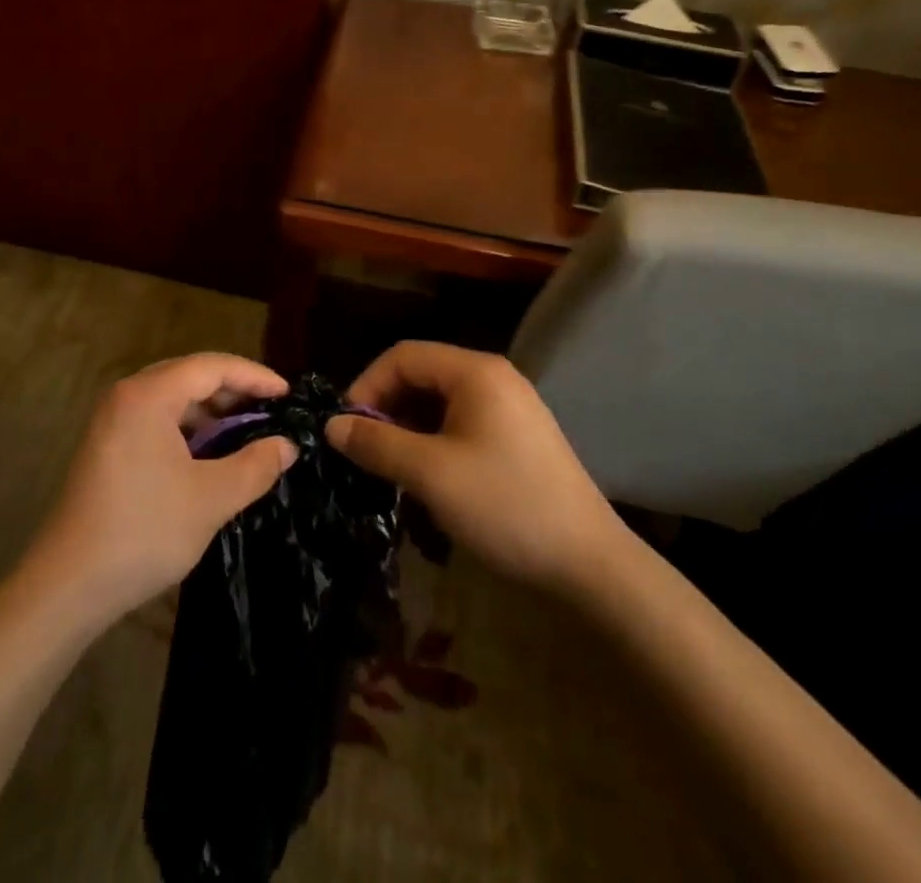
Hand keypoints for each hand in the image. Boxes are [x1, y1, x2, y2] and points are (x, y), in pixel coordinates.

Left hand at [28, 353, 296, 626]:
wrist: (68, 585)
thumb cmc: (144, 531)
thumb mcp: (212, 499)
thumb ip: (255, 465)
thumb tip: (287, 445)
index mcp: (148, 395)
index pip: (212, 366)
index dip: (254, 376)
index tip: (288, 394)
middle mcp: (127, 396)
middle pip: (190, 376)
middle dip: (234, 391)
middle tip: (271, 411)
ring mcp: (112, 420)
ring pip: (173, 399)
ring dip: (211, 411)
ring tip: (247, 431)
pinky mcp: (107, 445)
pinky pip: (157, 420)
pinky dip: (188, 429)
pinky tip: (210, 453)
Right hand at [325, 341, 625, 591]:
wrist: (589, 565)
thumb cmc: (505, 506)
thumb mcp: (430, 474)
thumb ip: (376, 444)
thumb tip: (331, 426)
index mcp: (475, 372)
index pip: (403, 356)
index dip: (366, 385)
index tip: (345, 427)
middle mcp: (493, 378)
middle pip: (422, 375)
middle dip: (386, 407)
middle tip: (363, 450)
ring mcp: (509, 407)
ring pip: (440, 402)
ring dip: (407, 427)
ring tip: (390, 466)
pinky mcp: (517, 437)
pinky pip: (461, 423)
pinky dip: (433, 441)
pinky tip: (425, 476)